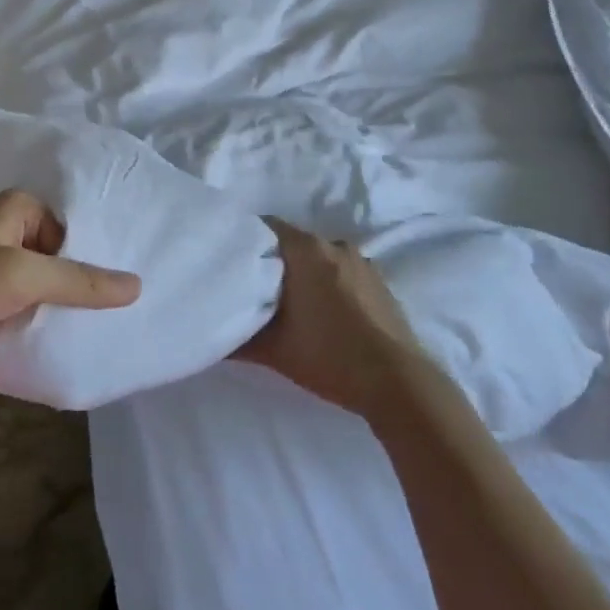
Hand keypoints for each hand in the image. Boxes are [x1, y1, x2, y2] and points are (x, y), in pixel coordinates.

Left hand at [0, 190, 141, 371]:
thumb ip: (79, 282)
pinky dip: (19, 317)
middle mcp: (0, 226)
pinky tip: (36, 338)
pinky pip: (5, 301)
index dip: (90, 263)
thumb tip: (137, 285)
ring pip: (28, 282)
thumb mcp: (22, 278)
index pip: (72, 233)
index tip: (113, 297)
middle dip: (69, 287)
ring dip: (43, 306)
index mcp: (17, 207)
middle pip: (52, 257)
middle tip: (101, 320)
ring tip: (76, 333)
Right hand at [238, 219, 417, 418]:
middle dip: (273, 260)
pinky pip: (342, 271)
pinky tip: (322, 312)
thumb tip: (212, 336)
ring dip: (303, 272)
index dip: (245, 240)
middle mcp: (334, 245)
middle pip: (293, 242)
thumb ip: (237, 339)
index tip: (230, 260)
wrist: (397, 382)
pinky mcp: (380, 282)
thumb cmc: (328, 356)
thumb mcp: (273, 351)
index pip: (266, 226)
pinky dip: (328, 283)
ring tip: (287, 301)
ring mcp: (362, 262)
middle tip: (252, 286)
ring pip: (319, 257)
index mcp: (306, 250)